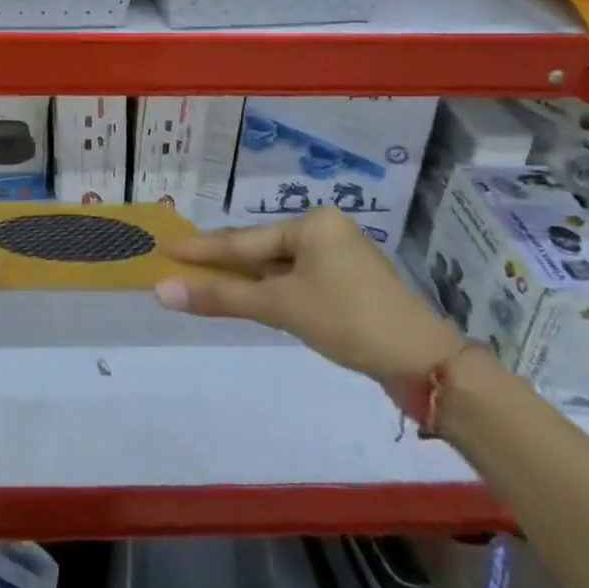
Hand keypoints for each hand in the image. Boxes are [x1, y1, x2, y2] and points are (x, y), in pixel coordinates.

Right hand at [154, 209, 463, 386]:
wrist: (425, 364)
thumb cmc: (348, 320)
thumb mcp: (281, 306)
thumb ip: (222, 296)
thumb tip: (163, 291)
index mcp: (312, 223)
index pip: (243, 239)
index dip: (202, 248)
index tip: (166, 246)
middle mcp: (325, 231)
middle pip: (261, 249)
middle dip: (223, 261)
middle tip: (179, 263)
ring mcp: (340, 259)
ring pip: (279, 267)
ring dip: (246, 279)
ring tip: (205, 281)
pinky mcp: (349, 287)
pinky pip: (297, 281)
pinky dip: (272, 291)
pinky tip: (252, 297)